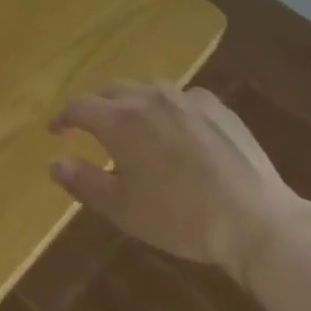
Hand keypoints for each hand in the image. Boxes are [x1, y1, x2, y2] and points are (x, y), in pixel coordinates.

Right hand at [49, 82, 297, 279]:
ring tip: (133, 126)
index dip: (63, 117)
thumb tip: (54, 161)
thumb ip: (83, 182)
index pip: (78, 106)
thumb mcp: (123, 209)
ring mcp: (185, 97)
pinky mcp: (216, 105)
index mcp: (120, 119)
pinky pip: (180, 97)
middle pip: (110, 90)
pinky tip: (177, 131)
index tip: (57, 131)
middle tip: (93, 130)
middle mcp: (148, 97)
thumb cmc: (181, 218)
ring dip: (131, 103)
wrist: (257, 221)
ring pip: (146, 88)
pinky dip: (167, 108)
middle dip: (96, 107)